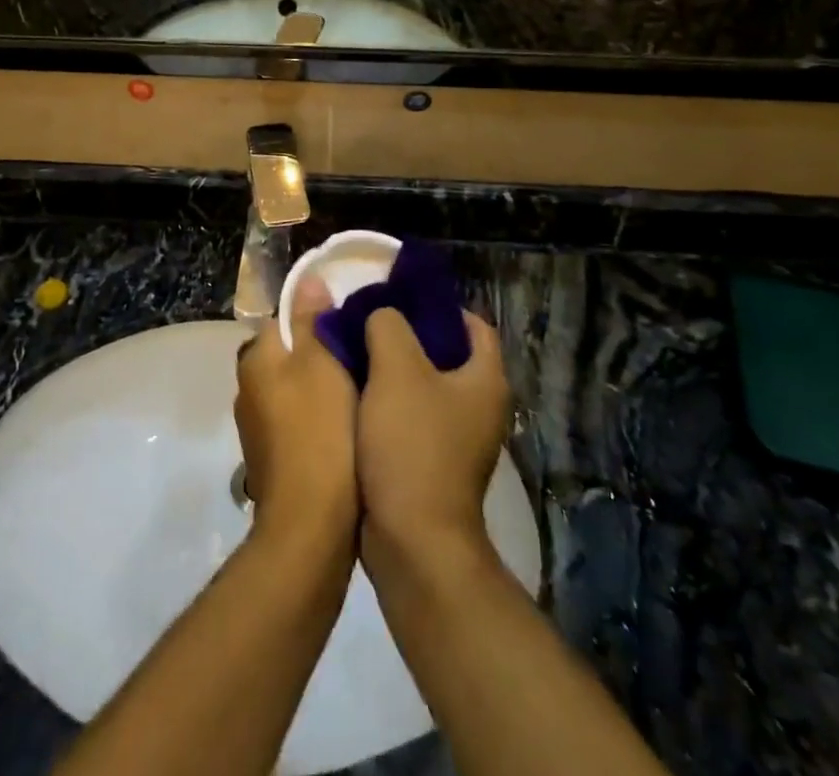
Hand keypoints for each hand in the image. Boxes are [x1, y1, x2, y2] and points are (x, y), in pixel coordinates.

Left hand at [235, 276, 359, 542]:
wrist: (310, 525)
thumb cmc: (320, 432)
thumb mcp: (322, 364)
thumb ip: (312, 320)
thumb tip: (307, 279)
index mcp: (256, 360)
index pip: (284, 320)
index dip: (316, 318)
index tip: (351, 325)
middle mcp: (247, 389)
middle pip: (289, 356)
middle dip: (319, 355)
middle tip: (362, 358)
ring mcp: (257, 429)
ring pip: (294, 392)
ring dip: (320, 391)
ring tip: (362, 393)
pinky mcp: (272, 461)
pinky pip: (297, 424)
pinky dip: (317, 422)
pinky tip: (348, 431)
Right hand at [357, 308, 509, 563]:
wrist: (412, 540)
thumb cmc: (412, 444)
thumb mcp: (396, 368)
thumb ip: (387, 325)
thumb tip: (381, 315)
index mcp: (485, 379)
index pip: (473, 324)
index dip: (438, 305)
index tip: (398, 297)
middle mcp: (479, 406)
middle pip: (444, 353)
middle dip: (406, 334)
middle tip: (366, 320)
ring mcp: (457, 438)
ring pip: (422, 385)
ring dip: (391, 368)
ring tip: (353, 350)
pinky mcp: (432, 461)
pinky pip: (410, 415)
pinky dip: (386, 400)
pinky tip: (354, 392)